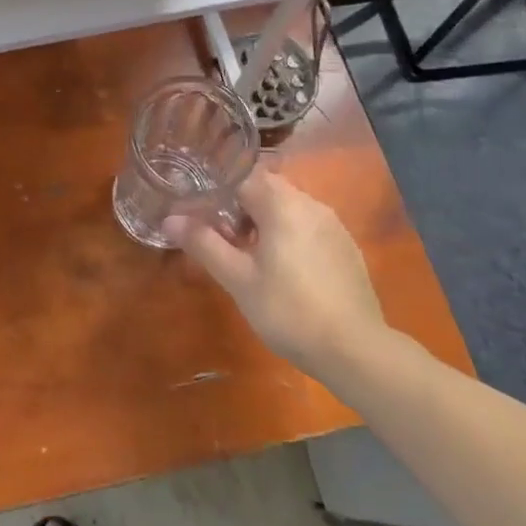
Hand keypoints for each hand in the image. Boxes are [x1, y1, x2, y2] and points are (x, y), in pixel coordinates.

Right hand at [167, 171, 396, 380]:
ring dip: (264, 221)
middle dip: (239, 206)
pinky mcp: (346, 246)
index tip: (199, 211)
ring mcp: (333, 224)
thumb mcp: (238, 279)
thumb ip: (204, 243)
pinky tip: (283, 270)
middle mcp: (311, 204)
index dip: (216, 189)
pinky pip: (308, 225)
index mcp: (282, 204)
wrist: (355, 350)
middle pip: (266, 188)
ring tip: (248, 256)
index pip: (241, 176)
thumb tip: (170, 219)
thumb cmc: (288, 310)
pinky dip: (288, 235)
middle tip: (220, 237)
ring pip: (288, 207)